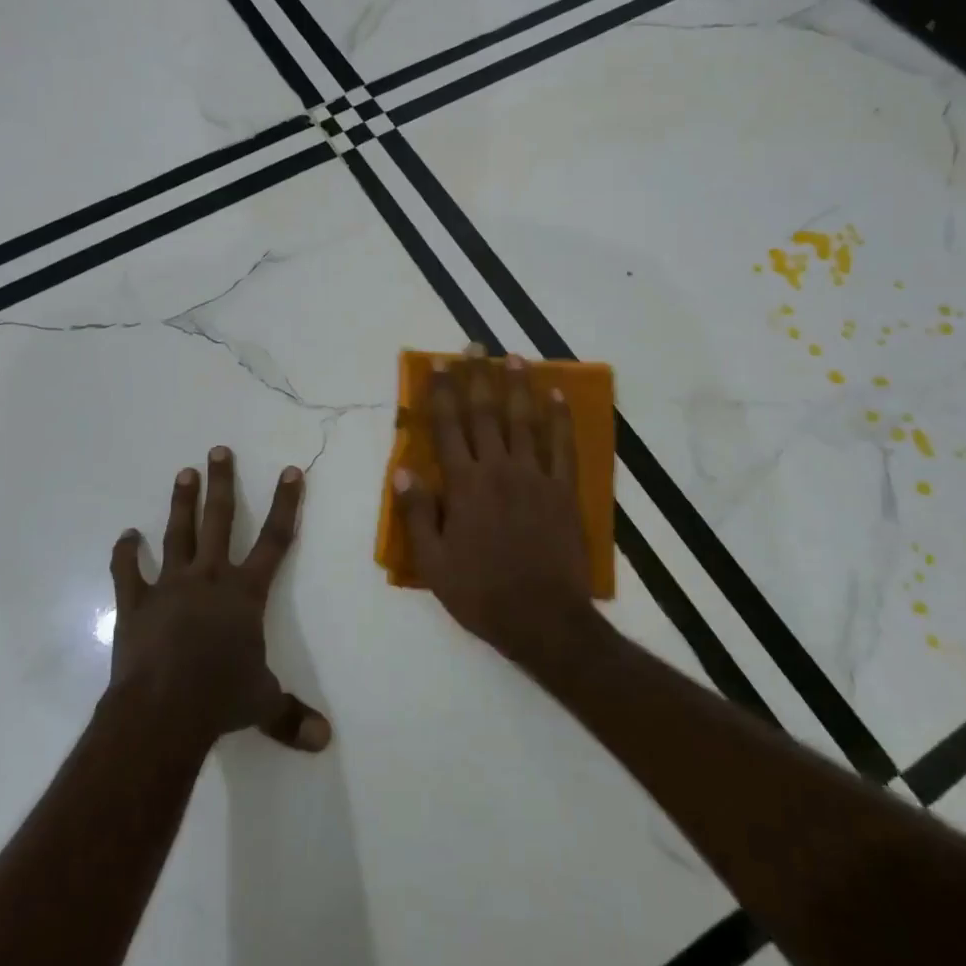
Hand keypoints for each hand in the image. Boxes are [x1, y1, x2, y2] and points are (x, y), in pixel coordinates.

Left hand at [108, 448, 330, 752]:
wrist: (162, 710)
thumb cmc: (220, 698)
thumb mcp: (262, 704)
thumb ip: (292, 715)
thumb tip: (325, 741)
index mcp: (245, 592)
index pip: (274, 539)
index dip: (285, 504)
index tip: (289, 471)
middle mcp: (210, 577)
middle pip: (219, 520)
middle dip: (222, 483)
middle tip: (218, 450)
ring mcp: (170, 586)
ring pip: (177, 533)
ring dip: (181, 502)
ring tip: (184, 473)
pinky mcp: (136, 603)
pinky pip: (128, 571)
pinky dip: (125, 553)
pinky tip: (125, 535)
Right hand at [392, 347, 601, 670]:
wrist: (542, 619)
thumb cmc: (481, 593)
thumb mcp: (434, 562)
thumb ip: (418, 513)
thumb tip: (401, 471)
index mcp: (464, 485)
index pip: (448, 427)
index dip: (443, 392)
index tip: (440, 364)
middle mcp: (498, 469)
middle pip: (486, 413)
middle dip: (478, 377)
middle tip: (475, 346)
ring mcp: (535, 476)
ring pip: (525, 420)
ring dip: (518, 386)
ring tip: (513, 358)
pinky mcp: (564, 490)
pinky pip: (563, 446)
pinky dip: (561, 419)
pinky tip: (558, 396)